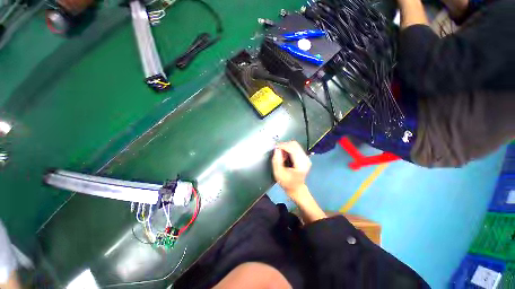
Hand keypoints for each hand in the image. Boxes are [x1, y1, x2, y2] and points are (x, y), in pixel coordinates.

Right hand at [272, 141, 311, 199]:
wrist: (296, 189)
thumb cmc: (286, 183)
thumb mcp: (278, 173)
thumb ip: (277, 160)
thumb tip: (276, 149)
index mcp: (301, 164)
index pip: (293, 149)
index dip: (283, 146)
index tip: (275, 147)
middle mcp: (306, 159)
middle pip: (295, 145)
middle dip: (285, 146)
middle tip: (278, 152)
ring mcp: (307, 158)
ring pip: (296, 145)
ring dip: (287, 147)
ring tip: (282, 155)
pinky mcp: (305, 157)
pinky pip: (296, 148)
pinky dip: (289, 149)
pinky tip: (286, 156)